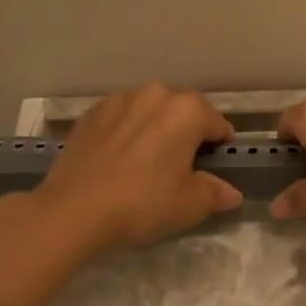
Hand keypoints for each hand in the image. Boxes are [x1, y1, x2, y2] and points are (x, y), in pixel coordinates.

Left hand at [34, 84, 241, 249]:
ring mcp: (119, 100)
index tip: (213, 169)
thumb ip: (216, 193)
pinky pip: (120, 119)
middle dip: (187, 133)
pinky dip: (126, 132)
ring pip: (150, 111)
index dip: (219, 148)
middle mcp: (156, 94)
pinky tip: (119, 160)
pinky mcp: (90, 113)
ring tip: (147, 162)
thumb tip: (231, 193)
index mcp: (188, 110)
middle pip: (184, 112)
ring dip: (155, 129)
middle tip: (181, 168)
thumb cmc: (144, 203)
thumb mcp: (191, 205)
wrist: (73, 210)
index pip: (217, 125)